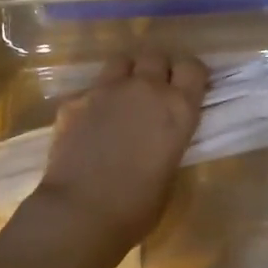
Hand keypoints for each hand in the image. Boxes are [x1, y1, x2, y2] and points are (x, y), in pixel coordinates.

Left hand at [31, 51, 206, 254]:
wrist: (80, 212)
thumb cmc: (137, 206)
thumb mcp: (170, 172)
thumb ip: (169, 141)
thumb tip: (160, 136)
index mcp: (178, 109)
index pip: (193, 67)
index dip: (191, 75)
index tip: (188, 87)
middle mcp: (145, 89)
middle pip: (156, 55)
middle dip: (157, 68)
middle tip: (155, 92)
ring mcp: (106, 90)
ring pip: (121, 61)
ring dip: (127, 74)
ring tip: (123, 97)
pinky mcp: (74, 101)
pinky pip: (90, 90)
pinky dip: (95, 101)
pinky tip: (90, 125)